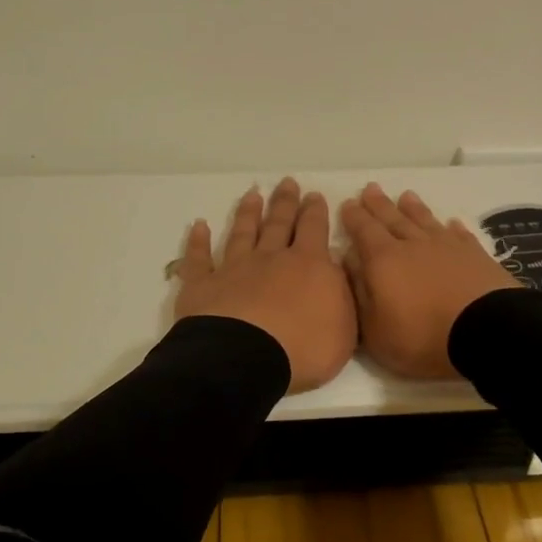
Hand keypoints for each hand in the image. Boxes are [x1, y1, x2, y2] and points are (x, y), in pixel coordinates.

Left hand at [172, 177, 357, 393]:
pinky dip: (198, 242)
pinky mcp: (203, 286)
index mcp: (309, 266)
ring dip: (248, 214)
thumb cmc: (303, 348)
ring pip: (242, 233)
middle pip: (279, 224)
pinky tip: (199, 226)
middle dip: (285, 203)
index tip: (314, 195)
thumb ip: (341, 294)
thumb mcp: (344, 327)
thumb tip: (335, 270)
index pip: (314, 229)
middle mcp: (271, 259)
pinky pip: (199, 259)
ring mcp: (234, 269)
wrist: (245, 358)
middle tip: (287, 183)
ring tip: (252, 195)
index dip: (315, 211)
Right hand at [340, 184, 517, 379]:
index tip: (348, 204)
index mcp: (383, 260)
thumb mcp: (375, 329)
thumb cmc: (422, 337)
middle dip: (379, 204)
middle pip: (392, 218)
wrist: (485, 332)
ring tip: (406, 195)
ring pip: (425, 221)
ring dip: (414, 208)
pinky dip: (453, 228)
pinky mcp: (475, 255)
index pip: (364, 231)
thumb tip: (349, 261)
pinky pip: (460, 235)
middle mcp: (413, 245)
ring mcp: (447, 247)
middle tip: (370, 188)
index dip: (354, 217)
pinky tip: (451, 223)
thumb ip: (359, 292)